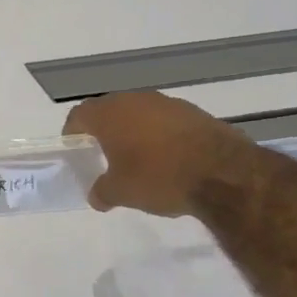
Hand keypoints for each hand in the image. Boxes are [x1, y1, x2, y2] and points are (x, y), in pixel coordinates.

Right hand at [62, 91, 247, 216]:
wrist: (223, 173)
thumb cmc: (158, 177)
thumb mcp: (121, 193)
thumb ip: (102, 192)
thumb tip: (97, 196)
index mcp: (109, 115)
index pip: (80, 114)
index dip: (73, 131)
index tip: (75, 147)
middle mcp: (135, 100)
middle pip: (110, 110)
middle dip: (104, 129)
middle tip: (104, 153)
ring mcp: (167, 103)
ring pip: (140, 113)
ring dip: (134, 130)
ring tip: (138, 157)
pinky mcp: (194, 112)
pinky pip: (166, 120)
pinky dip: (160, 134)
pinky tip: (168, 157)